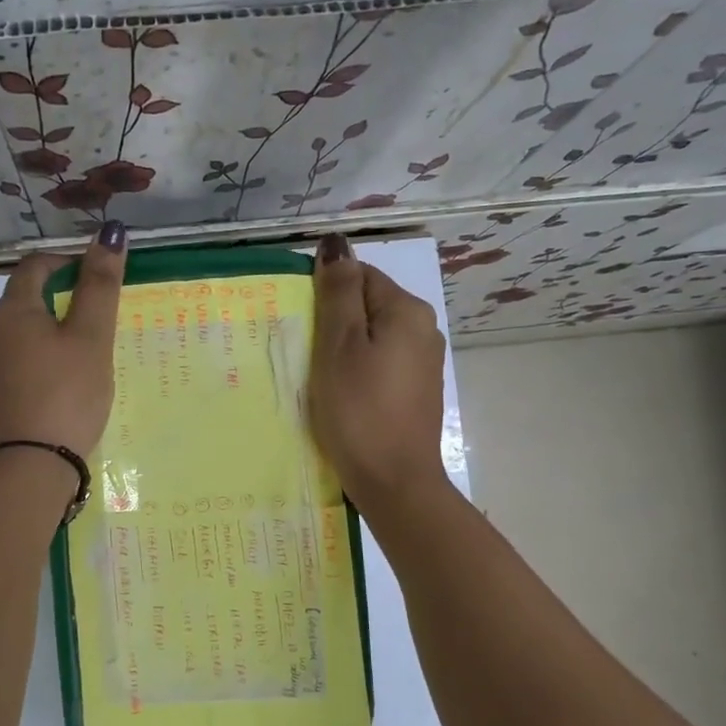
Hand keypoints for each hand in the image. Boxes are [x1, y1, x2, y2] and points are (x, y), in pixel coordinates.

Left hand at [0, 221, 128, 458]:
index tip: (103, 275)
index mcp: (14, 310)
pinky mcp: (8, 393)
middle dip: (69, 292)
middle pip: (31, 295)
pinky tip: (79, 375)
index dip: (70, 260)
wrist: (31, 466)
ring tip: (99, 342)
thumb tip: (109, 231)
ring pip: (33, 329)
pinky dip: (57, 353)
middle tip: (107, 309)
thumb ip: (101, 286)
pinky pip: (33, 357)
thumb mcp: (90, 337)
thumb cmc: (65, 392)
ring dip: (64, 325)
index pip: (37, 265)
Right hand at [308, 234, 450, 509]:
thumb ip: (338, 293)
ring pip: (373, 337)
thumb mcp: (339, 346)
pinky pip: (380, 364)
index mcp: (407, 311)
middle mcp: (423, 329)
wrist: (394, 481)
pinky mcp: (415, 392)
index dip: (325, 294)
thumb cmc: (359, 410)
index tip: (301, 325)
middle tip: (304, 353)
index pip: (360, 275)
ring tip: (317, 376)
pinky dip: (358, 370)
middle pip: (368, 306)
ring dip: (343, 349)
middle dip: (334, 322)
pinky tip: (341, 394)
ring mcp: (423, 363)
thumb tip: (336, 243)